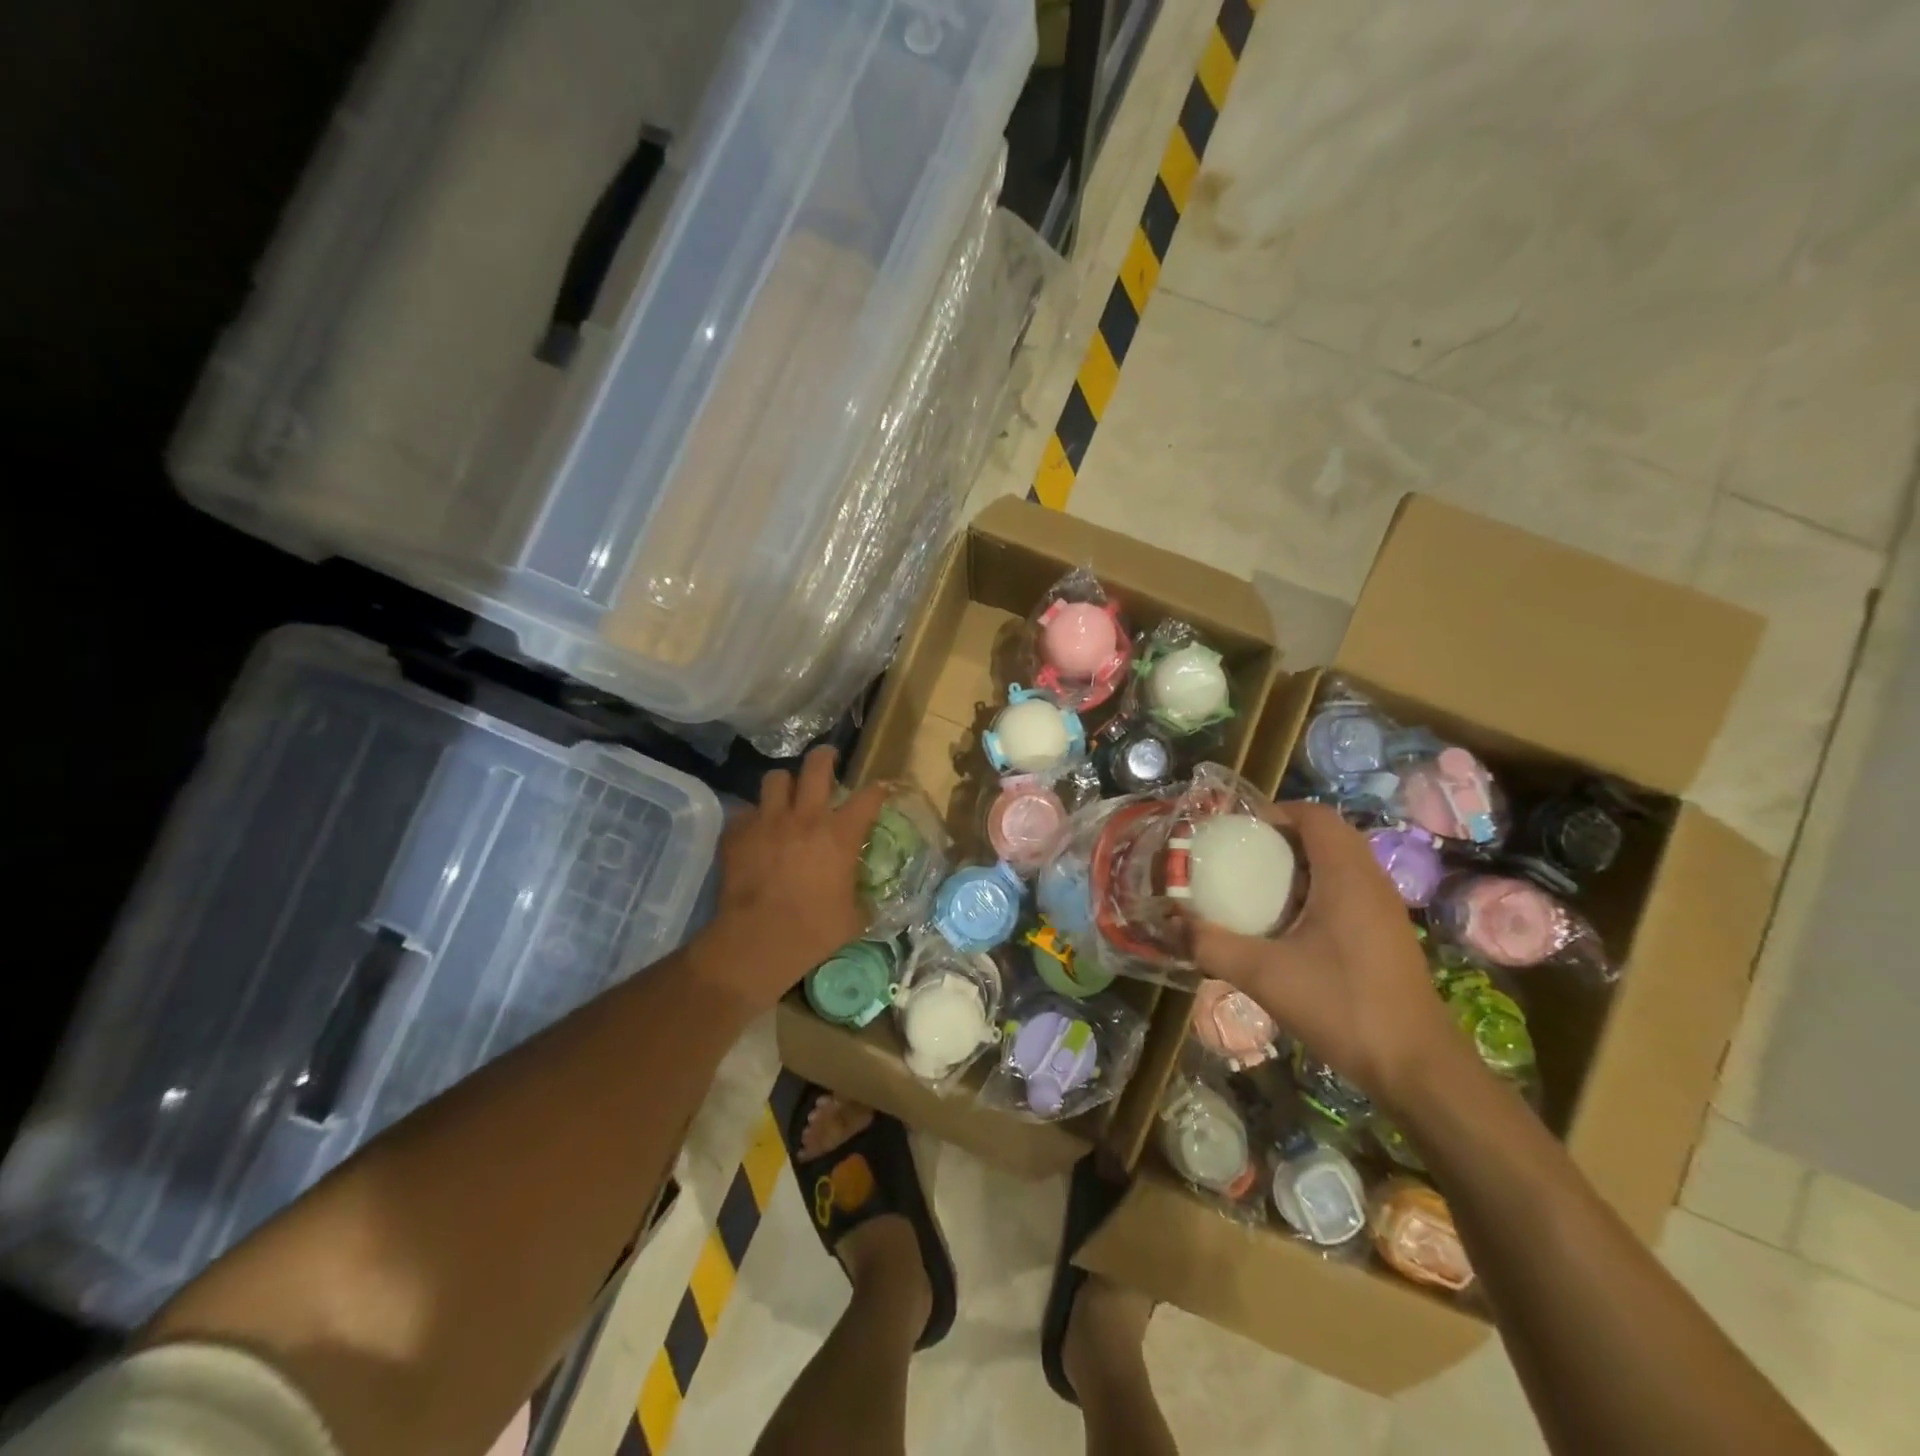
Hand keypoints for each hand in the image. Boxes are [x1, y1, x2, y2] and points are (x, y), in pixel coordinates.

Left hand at [705, 747, 888, 1012]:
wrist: (758, 940)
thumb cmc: (814, 931)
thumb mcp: (853, 918)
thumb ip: (859, 898)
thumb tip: (864, 901)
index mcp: (840, 835)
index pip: (868, 798)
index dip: (877, 790)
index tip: (880, 790)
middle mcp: (806, 818)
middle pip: (816, 766)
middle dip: (824, 757)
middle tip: (827, 759)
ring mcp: (768, 821)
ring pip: (775, 779)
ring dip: (784, 784)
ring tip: (785, 794)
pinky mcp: (738, 833)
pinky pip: (745, 811)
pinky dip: (752, 817)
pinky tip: (754, 831)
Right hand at [1189, 800, 1473, 1114]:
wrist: (1416, 1067)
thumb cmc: (1341, 1006)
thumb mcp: (1263, 975)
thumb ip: (1211, 945)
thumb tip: (1170, 923)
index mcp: (1345, 875)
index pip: (1314, 815)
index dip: (1275, 812)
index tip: (1238, 833)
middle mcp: (1370, 881)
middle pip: (1326, 835)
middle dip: (1282, 838)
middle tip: (1242, 858)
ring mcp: (1383, 908)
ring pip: (1340, 864)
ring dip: (1300, 866)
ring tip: (1258, 889)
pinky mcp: (1387, 933)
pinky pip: (1349, 890)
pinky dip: (1317, 890)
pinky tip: (1289, 927)